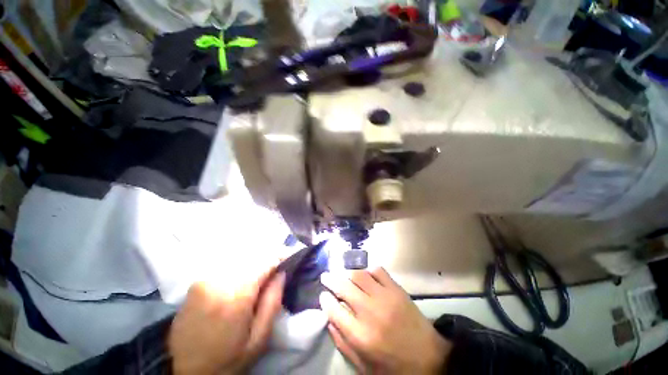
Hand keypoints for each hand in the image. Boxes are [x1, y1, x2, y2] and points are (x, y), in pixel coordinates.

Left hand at [168, 266, 285, 374]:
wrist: (185, 370)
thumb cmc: (228, 358)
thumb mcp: (259, 338)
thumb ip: (273, 301)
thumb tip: (282, 273)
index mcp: (236, 296)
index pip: (265, 261)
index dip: (280, 256)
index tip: (290, 258)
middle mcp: (218, 281)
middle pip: (252, 255)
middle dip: (269, 257)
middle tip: (278, 266)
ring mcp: (204, 279)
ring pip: (239, 257)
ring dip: (255, 260)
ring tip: (263, 271)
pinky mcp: (197, 281)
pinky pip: (226, 264)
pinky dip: (241, 264)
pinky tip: (245, 275)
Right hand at [320, 268, 450, 374]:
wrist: (430, 359)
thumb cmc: (394, 367)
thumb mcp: (364, 366)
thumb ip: (343, 344)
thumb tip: (329, 321)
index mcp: (361, 336)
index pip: (334, 310)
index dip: (325, 300)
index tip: (322, 295)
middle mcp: (370, 312)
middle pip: (344, 287)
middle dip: (331, 279)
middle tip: (326, 276)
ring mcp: (385, 298)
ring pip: (359, 275)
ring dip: (348, 273)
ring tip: (344, 275)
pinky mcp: (397, 290)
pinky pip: (378, 271)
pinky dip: (369, 270)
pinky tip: (366, 275)